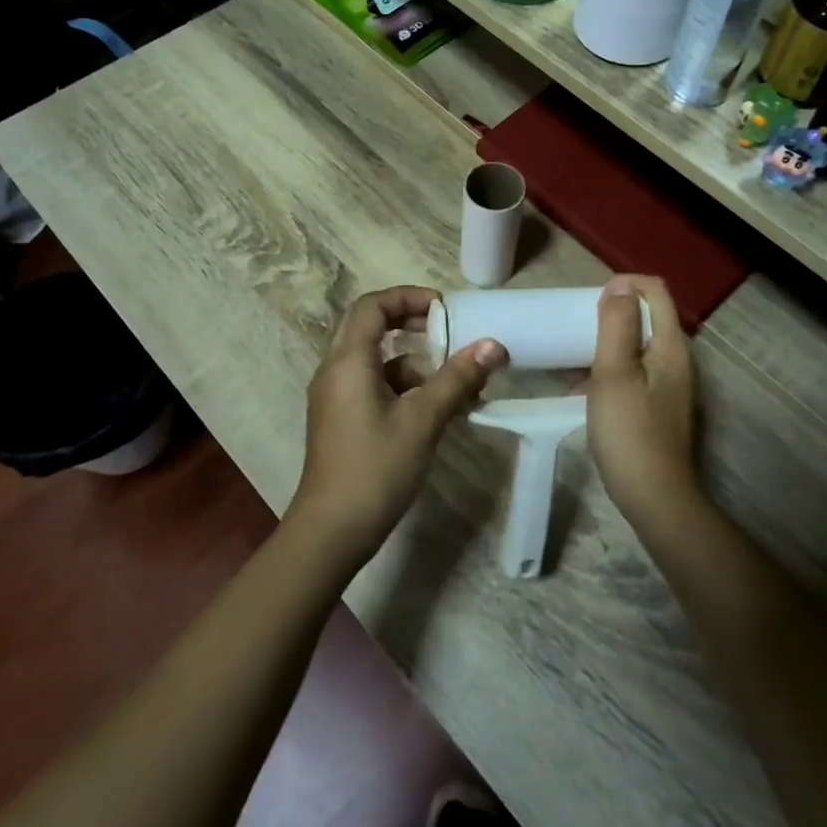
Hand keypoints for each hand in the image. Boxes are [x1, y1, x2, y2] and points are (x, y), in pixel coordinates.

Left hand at [289, 286, 506, 563]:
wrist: (332, 530)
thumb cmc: (375, 468)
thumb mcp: (422, 420)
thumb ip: (457, 379)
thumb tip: (493, 345)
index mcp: (348, 361)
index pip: (371, 305)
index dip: (408, 297)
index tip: (444, 308)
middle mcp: (335, 370)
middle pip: (369, 326)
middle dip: (410, 323)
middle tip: (447, 330)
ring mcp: (335, 396)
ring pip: (374, 359)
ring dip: (412, 360)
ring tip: (454, 380)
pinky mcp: (341, 419)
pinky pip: (372, 385)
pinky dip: (402, 386)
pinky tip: (435, 409)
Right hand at [586, 276, 699, 527]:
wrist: (653, 497)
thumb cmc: (629, 431)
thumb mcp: (614, 373)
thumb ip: (617, 326)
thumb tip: (619, 287)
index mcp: (671, 346)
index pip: (656, 292)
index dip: (625, 284)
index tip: (590, 299)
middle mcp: (677, 360)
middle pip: (648, 316)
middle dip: (613, 311)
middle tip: (577, 322)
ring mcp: (669, 385)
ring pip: (638, 345)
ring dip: (607, 340)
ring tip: (573, 350)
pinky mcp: (658, 406)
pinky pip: (633, 371)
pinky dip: (610, 367)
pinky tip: (582, 386)